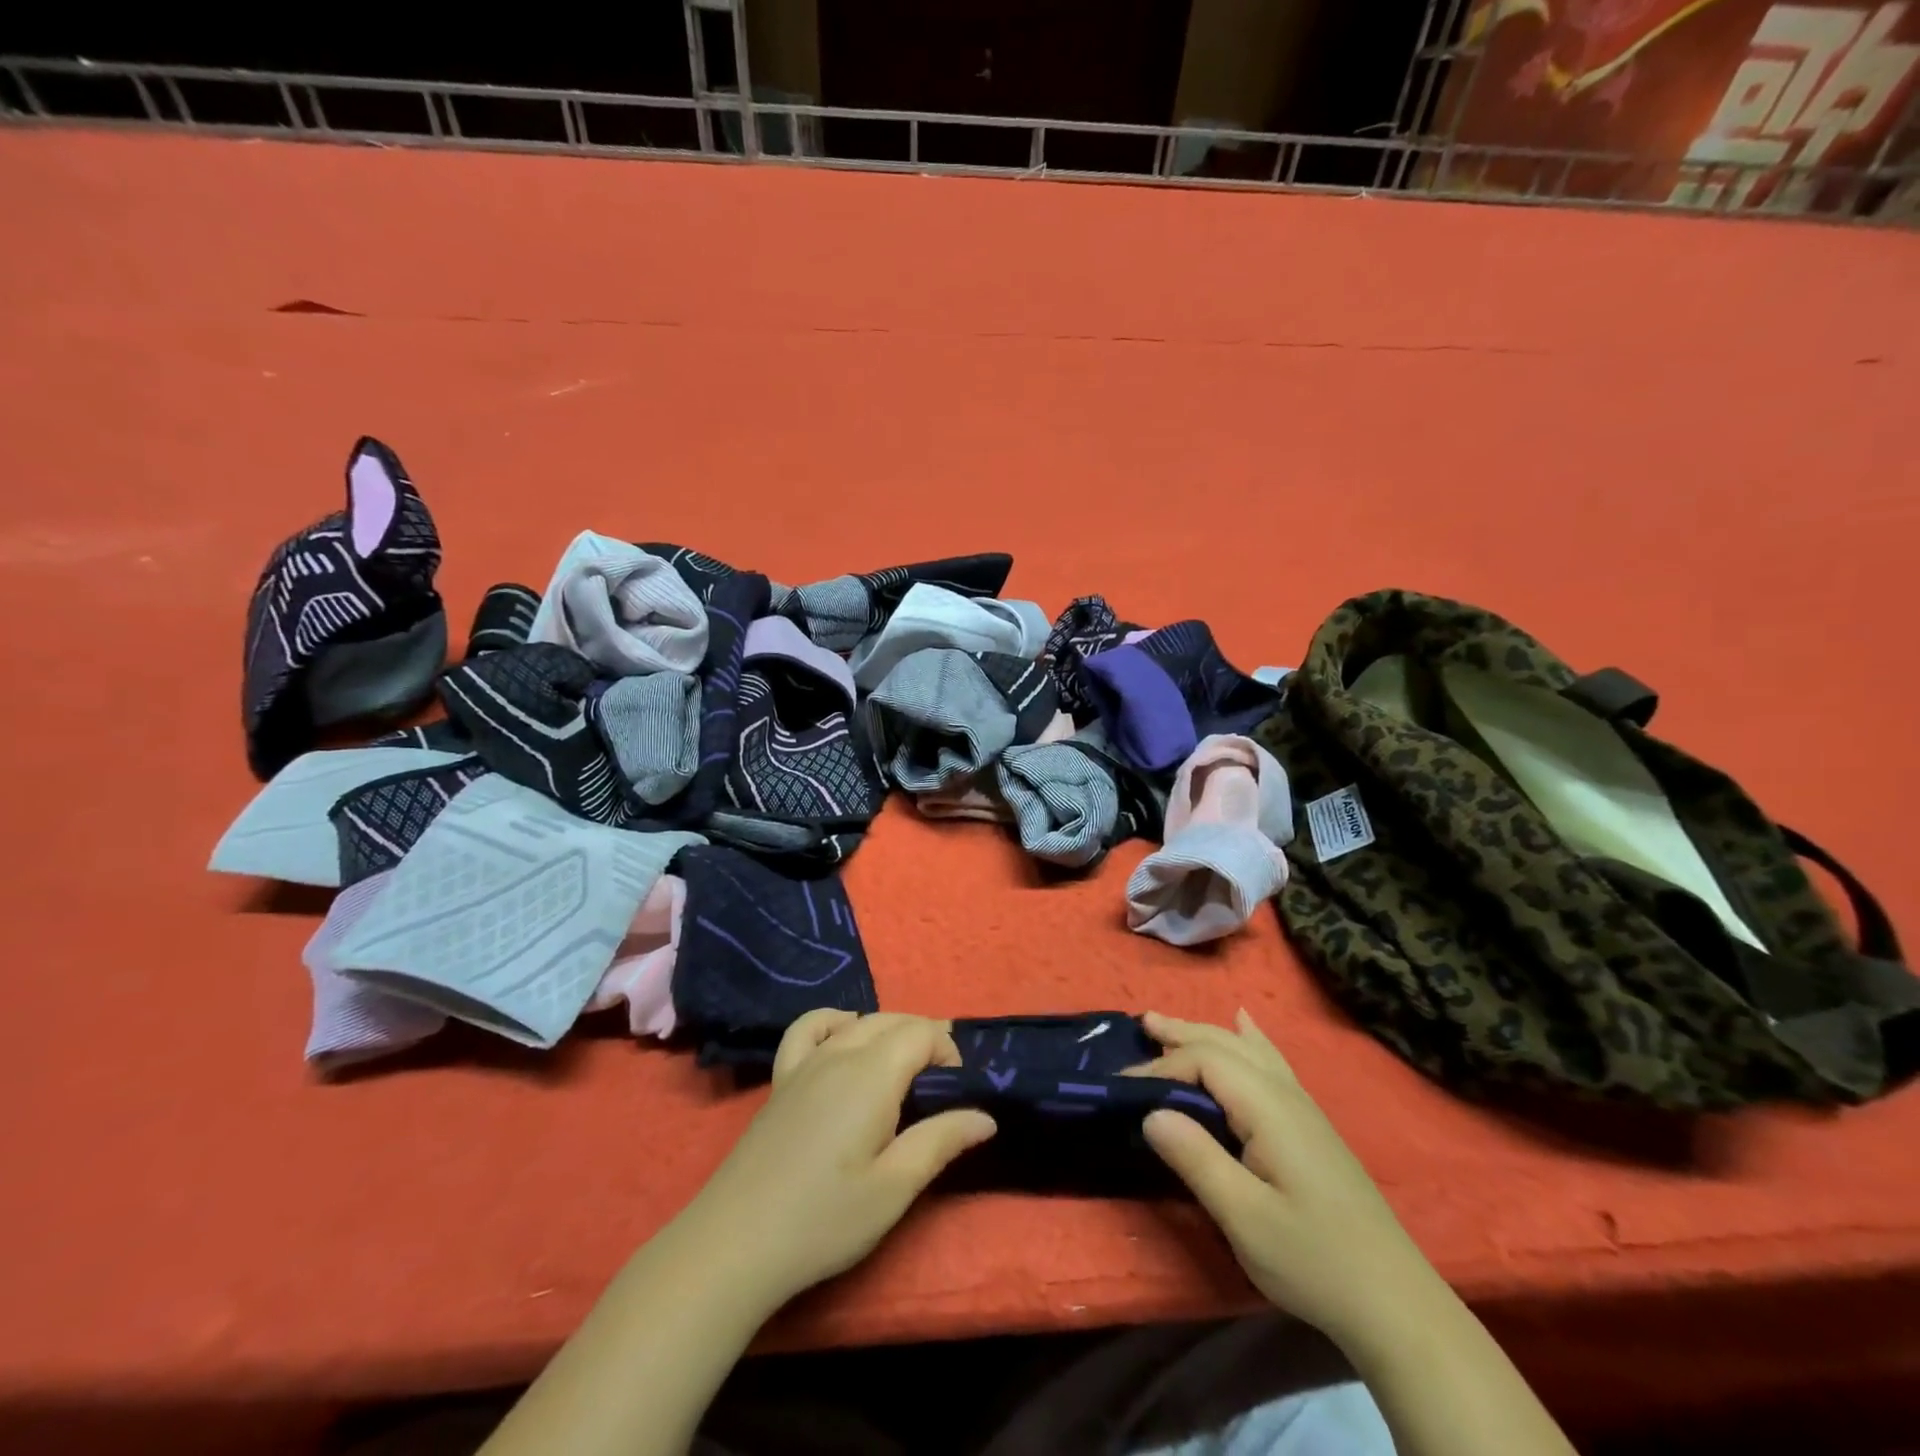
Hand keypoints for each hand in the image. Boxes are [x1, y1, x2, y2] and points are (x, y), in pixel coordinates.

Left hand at [686, 1011, 996, 1306]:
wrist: (736, 1242)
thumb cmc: (824, 1219)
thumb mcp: (894, 1188)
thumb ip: (940, 1141)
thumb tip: (985, 1115)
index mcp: (872, 1074)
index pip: (921, 1033)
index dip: (947, 1051)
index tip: (958, 1091)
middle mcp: (840, 1053)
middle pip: (892, 1021)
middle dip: (924, 1039)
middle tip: (941, 1084)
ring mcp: (805, 1063)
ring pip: (857, 1022)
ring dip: (889, 1030)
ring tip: (904, 1065)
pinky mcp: (781, 1079)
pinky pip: (808, 1028)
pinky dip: (833, 1020)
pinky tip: (843, 1033)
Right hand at [1129, 1010, 1441, 1351]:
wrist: (1397, 1304)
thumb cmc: (1314, 1261)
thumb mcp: (1244, 1217)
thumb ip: (1196, 1159)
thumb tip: (1150, 1112)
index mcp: (1269, 1108)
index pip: (1205, 1062)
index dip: (1161, 1068)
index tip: (1124, 1090)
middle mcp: (1286, 1094)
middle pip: (1226, 1044)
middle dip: (1181, 1032)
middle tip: (1141, 1023)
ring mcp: (1303, 1108)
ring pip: (1248, 1050)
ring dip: (1206, 1032)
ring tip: (1171, 1023)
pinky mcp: (1311, 1127)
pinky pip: (1272, 1063)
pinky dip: (1250, 1039)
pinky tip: (1247, 1026)